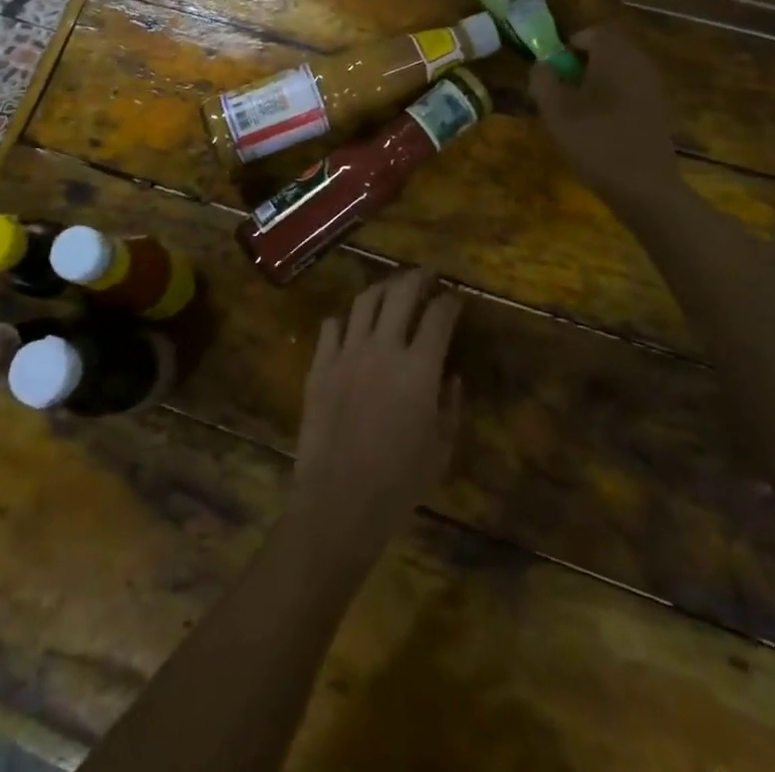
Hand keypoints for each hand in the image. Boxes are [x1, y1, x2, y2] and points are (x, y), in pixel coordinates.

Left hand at [289, 268, 461, 570]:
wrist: (338, 500)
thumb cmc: (399, 482)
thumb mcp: (440, 448)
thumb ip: (450, 406)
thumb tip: (450, 376)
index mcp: (419, 368)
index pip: (439, 316)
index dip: (450, 301)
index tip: (455, 297)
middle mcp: (383, 348)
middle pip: (401, 293)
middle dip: (418, 277)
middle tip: (427, 274)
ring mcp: (347, 353)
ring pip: (364, 301)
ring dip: (382, 289)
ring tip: (391, 289)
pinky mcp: (319, 365)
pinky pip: (331, 326)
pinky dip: (345, 319)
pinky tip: (352, 325)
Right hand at [531, 25, 682, 209]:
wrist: (645, 187)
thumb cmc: (595, 142)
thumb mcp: (555, 111)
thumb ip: (542, 80)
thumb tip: (542, 65)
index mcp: (614, 55)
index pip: (591, 33)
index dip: (567, 47)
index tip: (551, 71)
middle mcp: (639, 62)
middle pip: (607, 51)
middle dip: (581, 65)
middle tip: (561, 91)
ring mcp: (653, 87)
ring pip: (619, 72)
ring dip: (597, 83)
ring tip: (577, 112)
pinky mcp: (660, 110)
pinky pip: (630, 91)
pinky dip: (613, 100)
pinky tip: (600, 127)